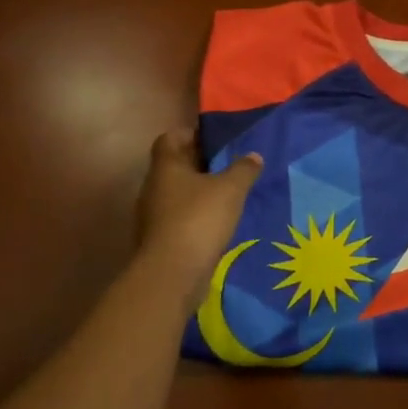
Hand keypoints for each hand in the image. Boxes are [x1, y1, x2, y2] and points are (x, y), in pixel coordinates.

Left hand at [136, 129, 262, 289]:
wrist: (173, 274)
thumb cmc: (199, 219)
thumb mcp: (230, 189)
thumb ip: (243, 169)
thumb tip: (253, 155)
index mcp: (166, 167)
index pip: (170, 138)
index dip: (192, 134)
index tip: (217, 140)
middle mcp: (154, 187)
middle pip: (176, 166)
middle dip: (201, 164)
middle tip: (231, 164)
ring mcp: (154, 215)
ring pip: (179, 194)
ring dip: (200, 192)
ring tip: (230, 194)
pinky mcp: (161, 239)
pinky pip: (180, 218)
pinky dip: (198, 216)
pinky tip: (220, 222)